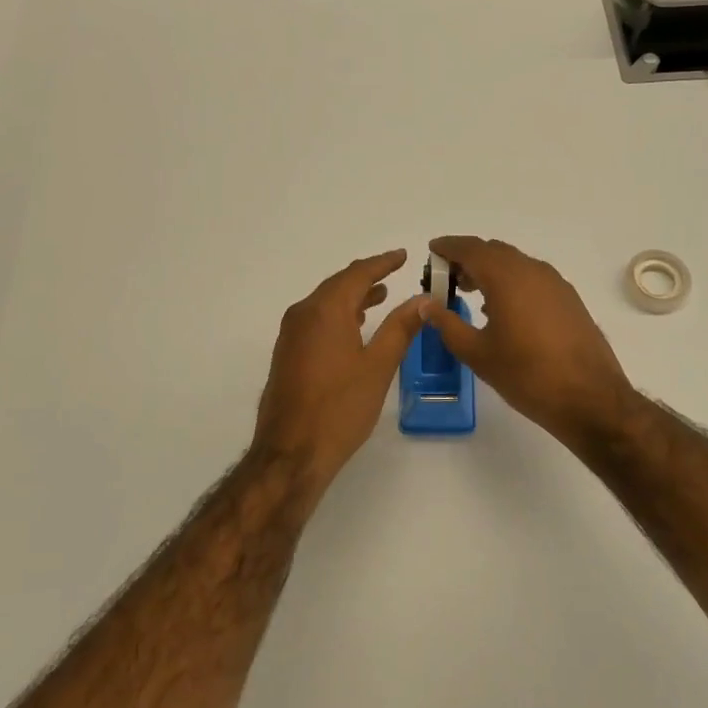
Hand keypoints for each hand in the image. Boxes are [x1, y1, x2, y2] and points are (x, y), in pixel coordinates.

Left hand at [252, 250, 430, 490]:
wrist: (291, 452)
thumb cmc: (340, 408)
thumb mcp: (378, 366)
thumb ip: (400, 328)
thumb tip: (421, 299)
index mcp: (325, 311)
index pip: (356, 274)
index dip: (382, 263)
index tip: (402, 255)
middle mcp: (302, 315)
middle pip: (337, 286)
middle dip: (366, 278)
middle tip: (393, 273)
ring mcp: (290, 335)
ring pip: (325, 304)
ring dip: (352, 297)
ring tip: (380, 297)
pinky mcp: (287, 355)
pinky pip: (315, 321)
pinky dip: (338, 316)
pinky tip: (354, 328)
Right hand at [426, 236, 641, 449]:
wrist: (589, 398)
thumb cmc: (526, 375)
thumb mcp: (477, 353)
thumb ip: (447, 324)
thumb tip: (426, 305)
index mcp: (506, 277)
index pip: (470, 249)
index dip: (448, 247)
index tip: (432, 251)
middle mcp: (532, 270)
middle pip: (493, 251)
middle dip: (468, 259)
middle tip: (447, 278)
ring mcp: (555, 283)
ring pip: (515, 263)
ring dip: (491, 270)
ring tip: (471, 292)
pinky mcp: (569, 299)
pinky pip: (532, 278)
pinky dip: (511, 282)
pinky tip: (503, 309)